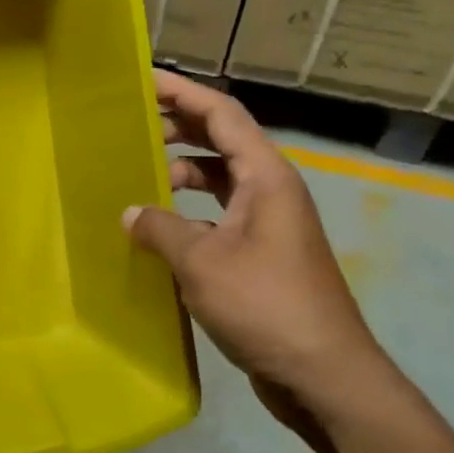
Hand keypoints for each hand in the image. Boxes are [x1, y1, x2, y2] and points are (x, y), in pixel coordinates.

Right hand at [124, 71, 395, 422]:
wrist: (324, 374)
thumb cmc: (266, 305)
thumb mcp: (202, 262)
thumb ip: (160, 229)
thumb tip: (130, 213)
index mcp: (265, 176)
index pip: (222, 113)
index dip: (182, 91)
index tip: (143, 78)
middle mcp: (270, 190)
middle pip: (220, 139)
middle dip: (176, 126)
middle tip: (129, 124)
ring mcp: (267, 223)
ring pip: (219, 178)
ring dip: (181, 170)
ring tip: (137, 174)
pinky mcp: (260, 254)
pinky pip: (218, 213)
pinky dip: (188, 211)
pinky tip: (159, 228)